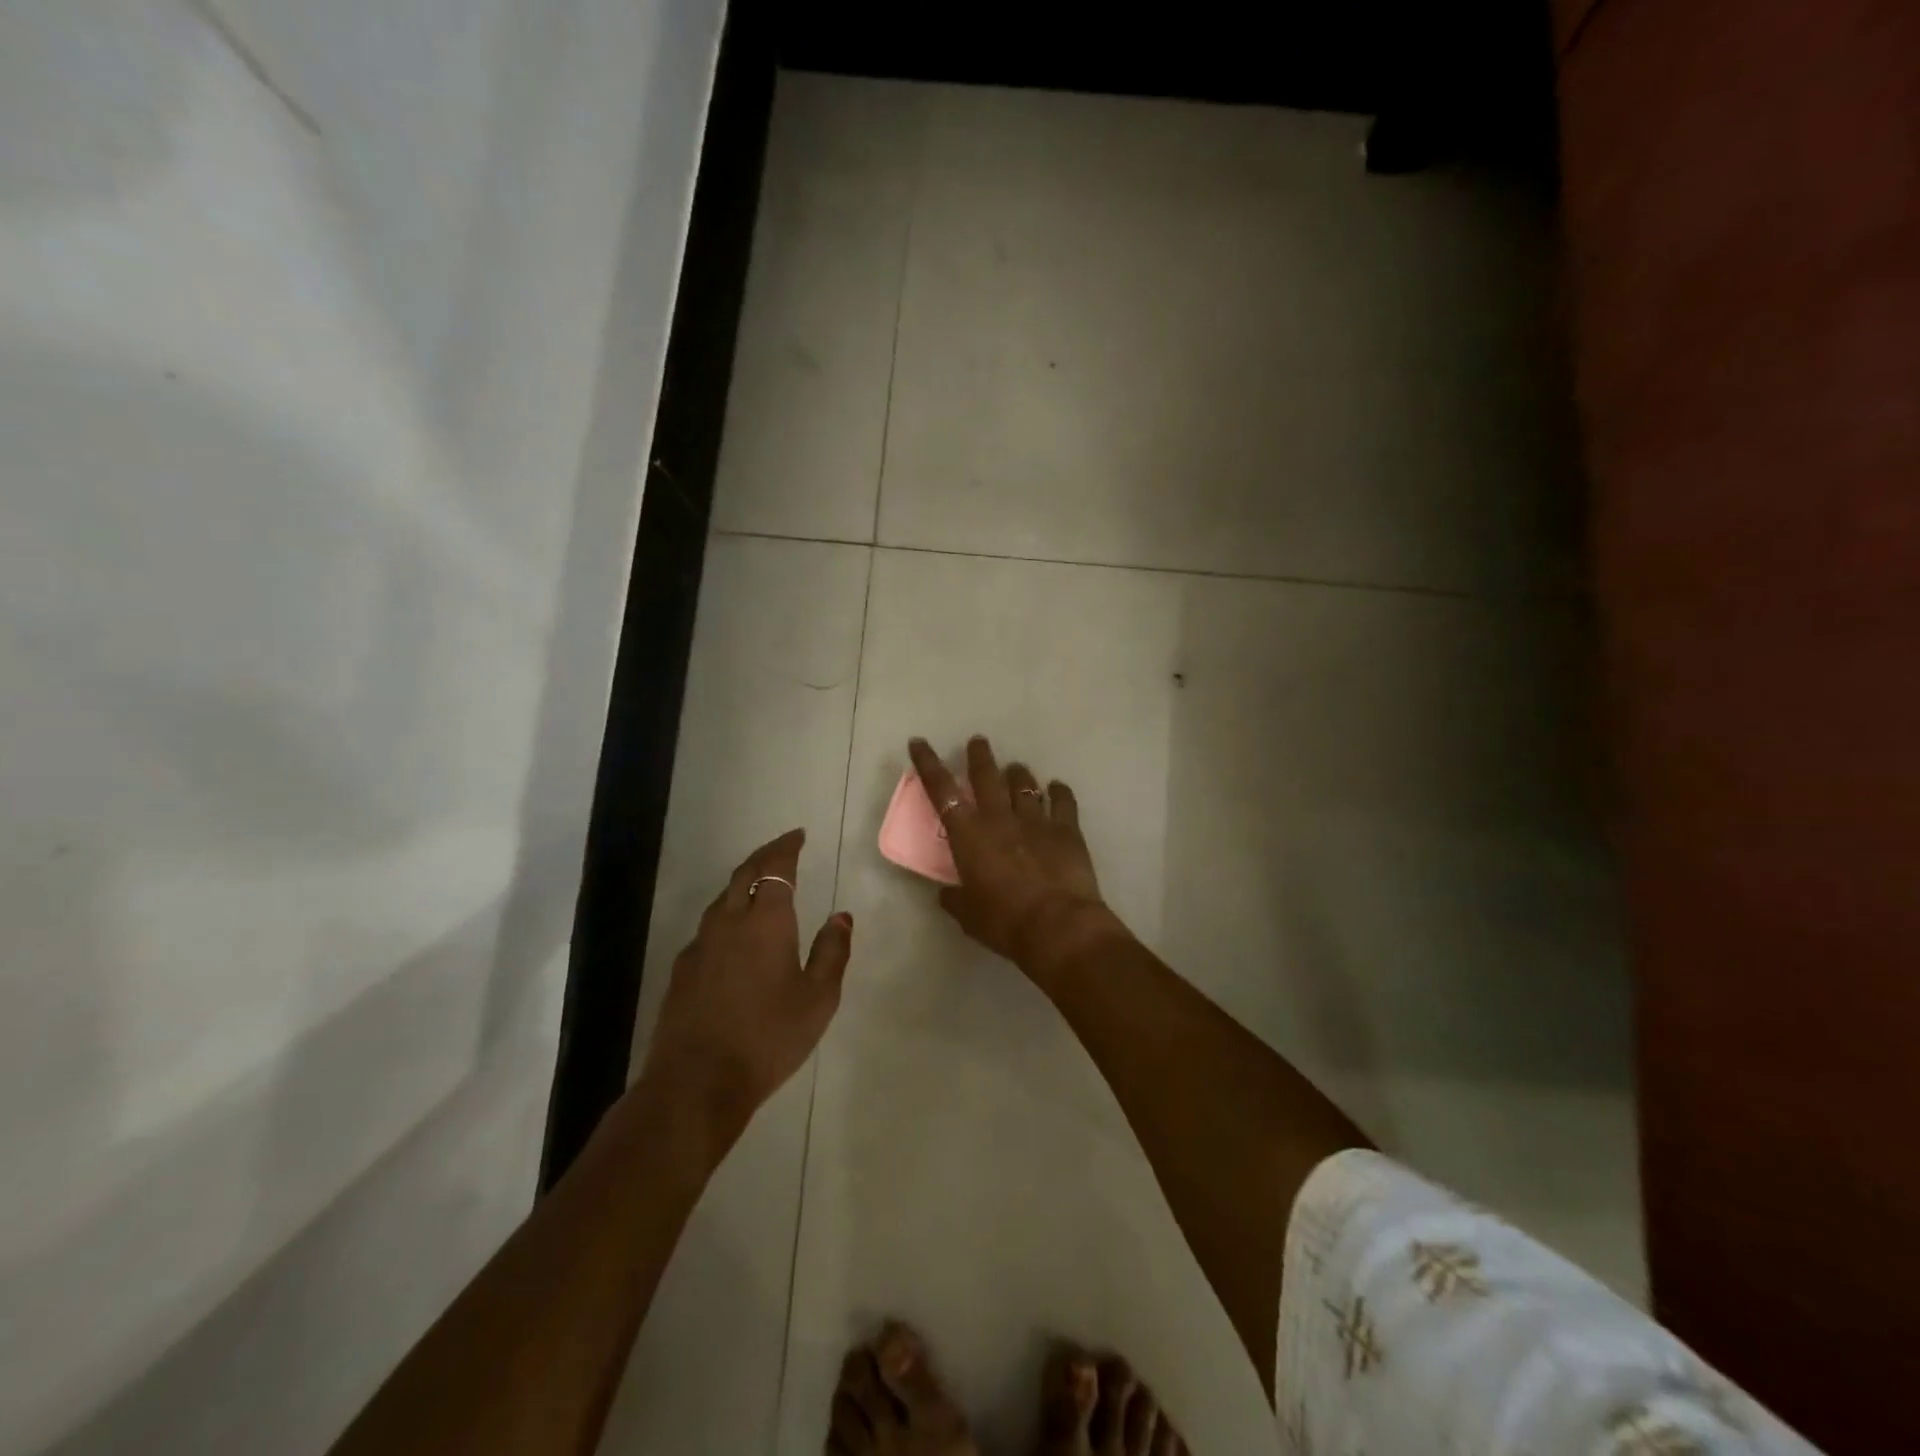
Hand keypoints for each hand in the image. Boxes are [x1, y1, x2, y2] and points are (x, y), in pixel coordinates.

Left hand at [642, 829, 852, 1127]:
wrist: (697, 1082)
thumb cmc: (768, 1037)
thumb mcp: (818, 999)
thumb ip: (832, 952)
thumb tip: (841, 916)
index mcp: (766, 922)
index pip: (776, 868)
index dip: (787, 847)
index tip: (798, 835)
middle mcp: (729, 922)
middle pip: (744, 874)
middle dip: (764, 855)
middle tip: (782, 848)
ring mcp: (700, 945)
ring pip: (722, 899)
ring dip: (743, 883)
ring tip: (761, 886)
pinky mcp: (682, 970)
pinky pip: (708, 927)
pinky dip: (727, 914)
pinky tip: (734, 935)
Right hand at [907, 736, 1127, 982]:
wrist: (1058, 926)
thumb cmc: (1005, 922)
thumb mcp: (969, 915)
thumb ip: (955, 899)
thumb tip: (946, 894)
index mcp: (968, 834)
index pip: (941, 790)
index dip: (928, 763)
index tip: (919, 742)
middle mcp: (999, 817)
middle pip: (986, 775)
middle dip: (979, 756)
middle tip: (978, 742)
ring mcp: (1035, 819)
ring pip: (1024, 783)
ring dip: (1017, 773)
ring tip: (1016, 768)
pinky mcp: (1066, 828)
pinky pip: (1062, 800)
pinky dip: (1059, 791)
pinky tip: (1057, 787)